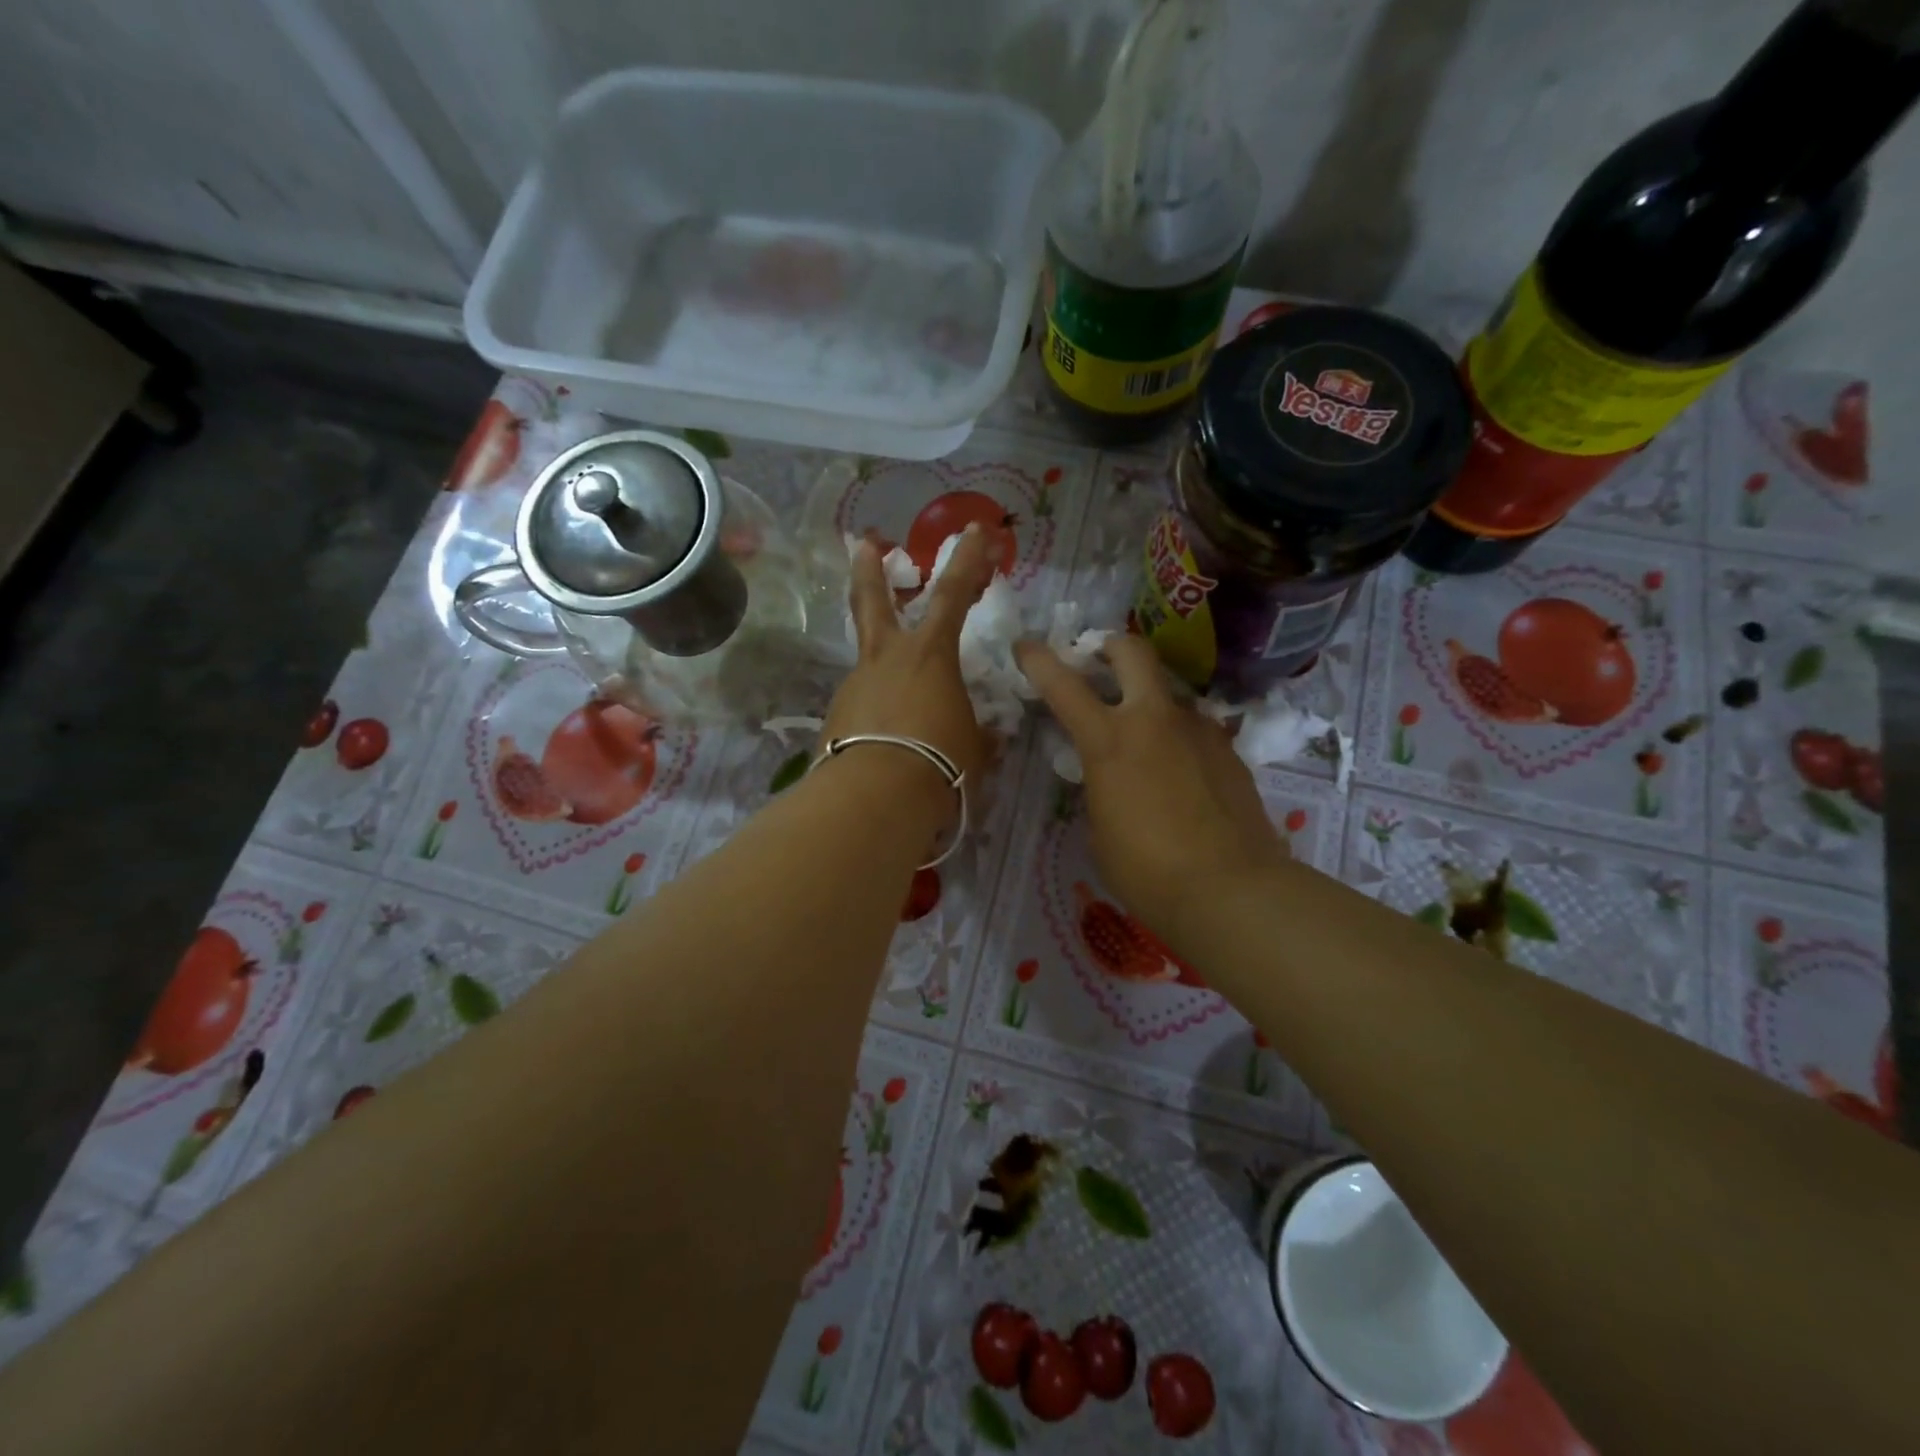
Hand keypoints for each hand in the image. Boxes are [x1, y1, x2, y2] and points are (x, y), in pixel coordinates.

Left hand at [821, 524, 995, 793]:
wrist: (876, 797)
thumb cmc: (940, 762)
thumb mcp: (974, 749)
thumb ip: (979, 737)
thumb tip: (988, 738)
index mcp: (930, 654)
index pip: (954, 594)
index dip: (969, 560)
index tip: (976, 529)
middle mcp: (887, 658)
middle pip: (874, 601)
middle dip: (871, 569)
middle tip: (864, 543)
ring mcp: (856, 685)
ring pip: (867, 658)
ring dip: (882, 663)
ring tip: (902, 698)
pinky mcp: (836, 717)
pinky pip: (863, 704)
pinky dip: (876, 711)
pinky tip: (887, 738)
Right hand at [1016, 635, 1289, 943]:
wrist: (1232, 890)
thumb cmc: (1147, 870)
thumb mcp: (1100, 828)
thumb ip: (1101, 786)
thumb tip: (1112, 775)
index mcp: (1109, 740)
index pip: (1063, 685)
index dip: (1039, 660)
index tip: (1025, 645)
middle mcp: (1154, 719)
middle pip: (1132, 651)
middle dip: (1110, 647)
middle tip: (1100, 662)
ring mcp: (1197, 730)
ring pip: (1167, 694)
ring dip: (1148, 703)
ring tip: (1145, 744)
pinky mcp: (1229, 750)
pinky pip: (1193, 730)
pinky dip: (1178, 740)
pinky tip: (1180, 777)